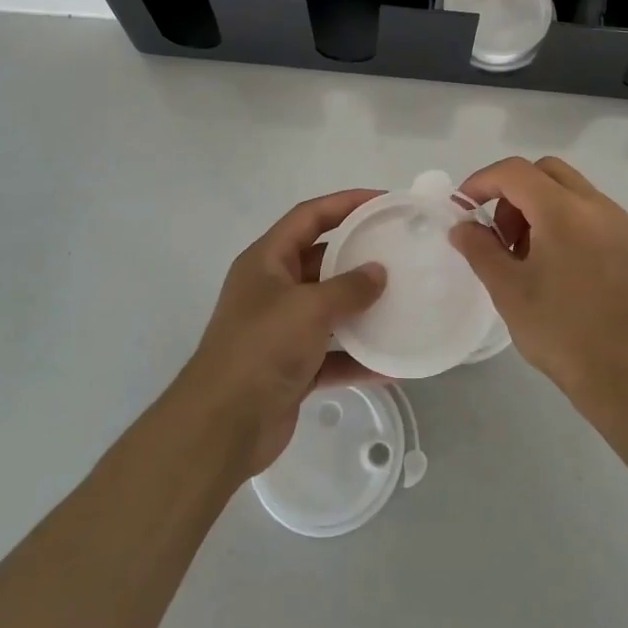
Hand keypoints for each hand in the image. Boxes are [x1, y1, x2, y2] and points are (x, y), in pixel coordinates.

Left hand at [175, 189, 386, 474]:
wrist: (223, 427)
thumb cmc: (262, 349)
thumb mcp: (309, 308)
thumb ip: (348, 288)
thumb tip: (378, 273)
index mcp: (267, 261)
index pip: (309, 216)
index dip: (345, 202)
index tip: (383, 201)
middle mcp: (273, 289)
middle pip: (321, 260)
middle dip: (358, 255)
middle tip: (400, 251)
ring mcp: (282, 329)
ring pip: (329, 307)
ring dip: (362, 307)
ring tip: (404, 300)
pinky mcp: (292, 367)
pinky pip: (333, 353)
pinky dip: (358, 355)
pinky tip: (393, 361)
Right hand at [450, 157, 627, 418]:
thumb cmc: (562, 333)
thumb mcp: (508, 291)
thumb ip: (480, 249)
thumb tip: (463, 226)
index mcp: (564, 211)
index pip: (515, 172)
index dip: (482, 182)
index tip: (464, 209)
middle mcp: (598, 206)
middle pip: (547, 172)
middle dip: (514, 192)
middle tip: (501, 236)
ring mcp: (624, 224)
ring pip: (573, 191)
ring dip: (542, 207)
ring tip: (531, 258)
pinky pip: (595, 215)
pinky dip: (569, 223)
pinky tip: (563, 269)